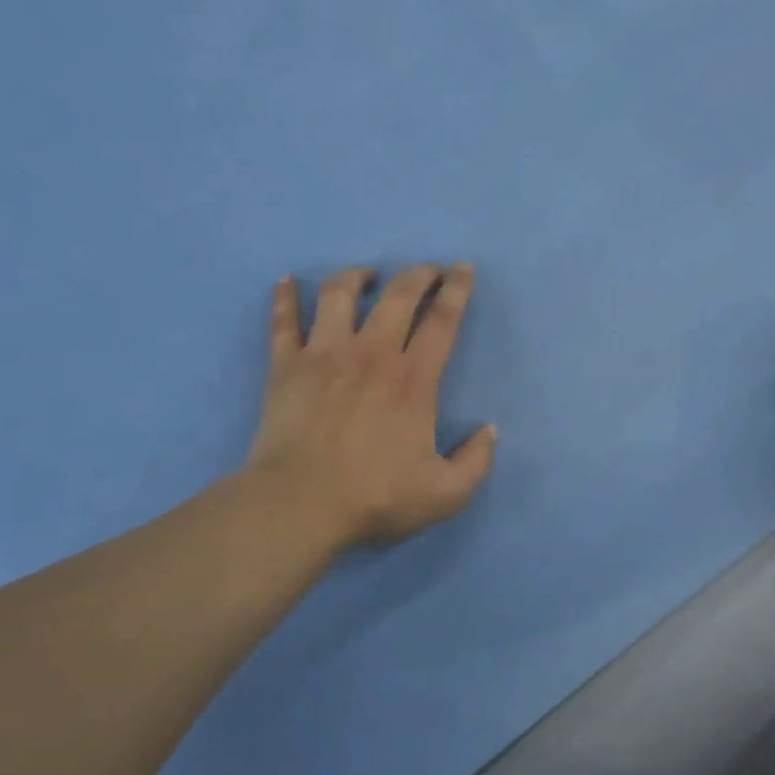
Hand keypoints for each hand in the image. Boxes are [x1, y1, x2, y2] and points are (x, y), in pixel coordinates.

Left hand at [242, 263, 497, 550]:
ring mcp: (324, 355)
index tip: (463, 269)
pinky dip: (284, 298)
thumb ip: (477, 461)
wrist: (298, 505)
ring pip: (339, 295)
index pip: (442, 322)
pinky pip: (283, 322)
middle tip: (428, 270)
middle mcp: (371, 354)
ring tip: (366, 274)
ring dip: (356, 276)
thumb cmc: (375, 497)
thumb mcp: (446, 493)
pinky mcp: (286, 366)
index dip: (457, 291)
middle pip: (398, 296)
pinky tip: (286, 281)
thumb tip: (490, 431)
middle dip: (418, 275)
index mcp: (413, 380)